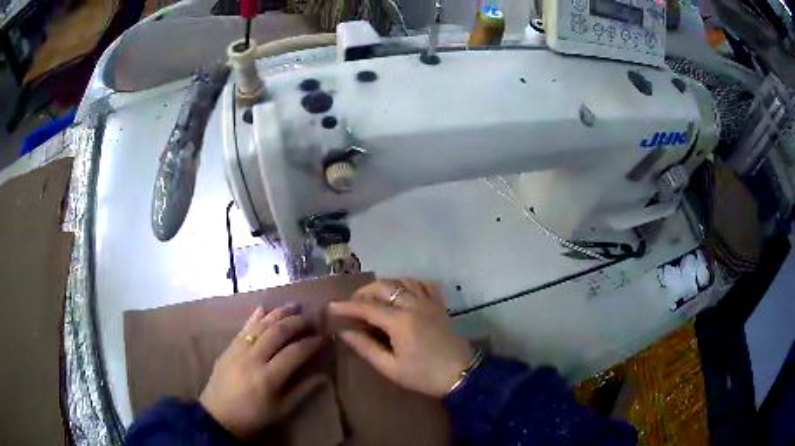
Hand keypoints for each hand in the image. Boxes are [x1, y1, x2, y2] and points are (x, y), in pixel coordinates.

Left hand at [199, 305, 324, 439]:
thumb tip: (323, 376)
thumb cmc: (253, 416)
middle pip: (278, 332)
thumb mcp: (281, 410)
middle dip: (298, 322)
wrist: (218, 415)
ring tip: (294, 305)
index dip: (311, 342)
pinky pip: (244, 327)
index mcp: (268, 377)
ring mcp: (238, 350)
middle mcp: (253, 358)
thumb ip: (302, 391)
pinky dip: (256, 316)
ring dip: (279, 313)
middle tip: (312, 317)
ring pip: (261, 325)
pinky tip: (265, 307)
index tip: (324, 336)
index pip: (295, 352)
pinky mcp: (229, 347)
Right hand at [329, 279, 473, 397]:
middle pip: (384, 286)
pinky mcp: (439, 305)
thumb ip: (366, 347)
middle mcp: (414, 305)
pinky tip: (403, 292)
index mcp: (400, 321)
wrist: (463, 374)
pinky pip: (423, 284)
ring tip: (374, 297)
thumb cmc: (424, 375)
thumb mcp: (391, 368)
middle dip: (364, 291)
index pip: (366, 307)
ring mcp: (429, 302)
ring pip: (403, 280)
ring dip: (385, 285)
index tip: (331, 307)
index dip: (346, 306)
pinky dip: (409, 283)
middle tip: (353, 304)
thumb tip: (343, 332)